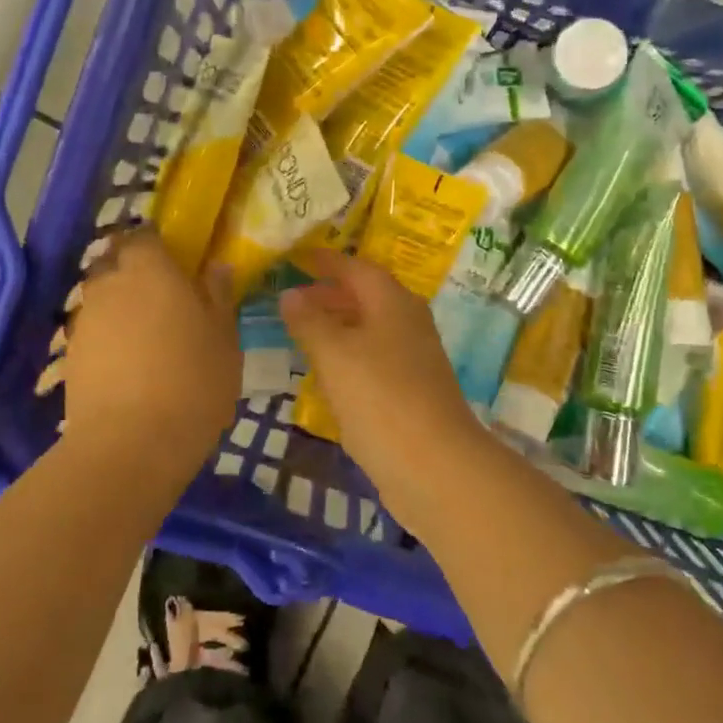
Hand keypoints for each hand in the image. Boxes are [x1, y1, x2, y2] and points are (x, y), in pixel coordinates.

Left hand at [64, 230, 240, 460]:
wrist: (131, 443)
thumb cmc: (193, 381)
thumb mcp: (224, 337)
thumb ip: (218, 296)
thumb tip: (216, 267)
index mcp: (150, 269)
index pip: (145, 236)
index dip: (160, 246)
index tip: (178, 262)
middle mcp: (110, 284)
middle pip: (115, 262)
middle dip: (134, 270)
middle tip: (163, 295)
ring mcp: (85, 320)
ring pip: (100, 296)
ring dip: (119, 304)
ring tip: (145, 333)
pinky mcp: (70, 355)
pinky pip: (92, 330)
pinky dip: (107, 336)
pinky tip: (127, 362)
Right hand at [279, 251, 483, 473]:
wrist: (433, 466)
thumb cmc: (380, 398)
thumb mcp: (335, 354)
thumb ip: (309, 321)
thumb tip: (289, 292)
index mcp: (393, 302)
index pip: (357, 268)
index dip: (326, 261)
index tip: (297, 257)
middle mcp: (408, 323)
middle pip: (366, 296)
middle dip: (330, 293)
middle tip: (292, 296)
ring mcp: (413, 358)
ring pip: (370, 329)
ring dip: (338, 325)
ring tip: (301, 331)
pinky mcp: (411, 391)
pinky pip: (373, 358)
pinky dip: (348, 355)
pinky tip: (326, 372)